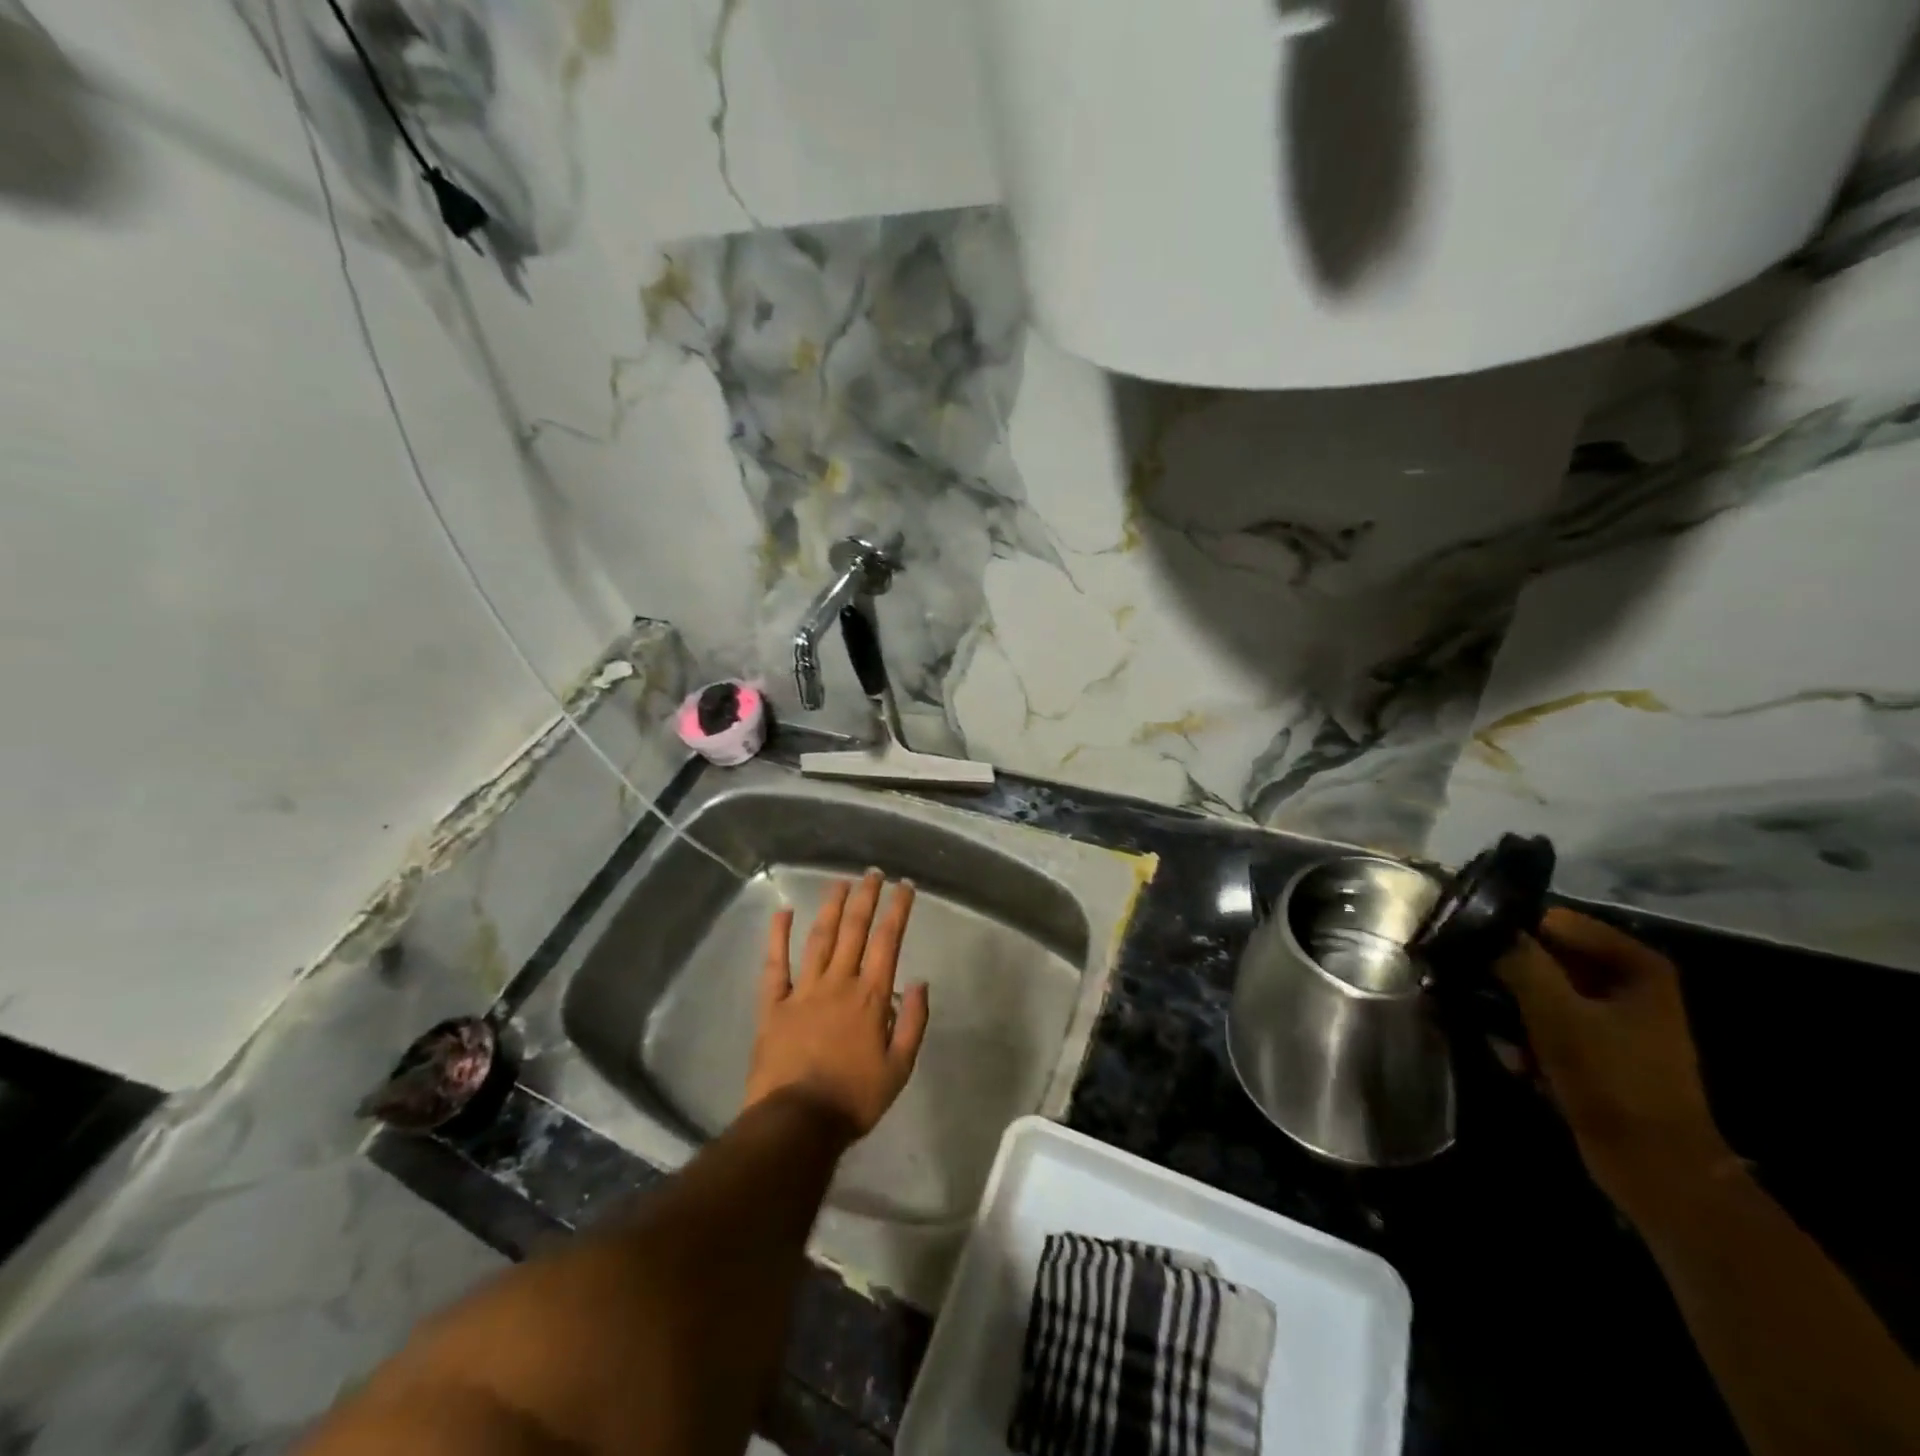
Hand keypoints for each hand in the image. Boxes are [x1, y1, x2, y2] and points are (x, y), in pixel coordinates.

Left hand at [743, 871, 929, 1141]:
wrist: (798, 1123)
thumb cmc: (854, 1098)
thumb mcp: (900, 1068)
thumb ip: (914, 1022)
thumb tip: (921, 981)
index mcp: (871, 997)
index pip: (888, 941)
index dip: (898, 910)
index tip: (904, 886)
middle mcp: (838, 983)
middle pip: (854, 930)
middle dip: (866, 898)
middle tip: (873, 873)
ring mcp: (803, 990)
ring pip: (819, 938)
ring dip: (831, 907)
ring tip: (841, 883)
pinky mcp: (773, 1005)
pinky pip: (775, 964)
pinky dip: (778, 936)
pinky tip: (783, 912)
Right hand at [1496, 908, 1733, 1228]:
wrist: (1654, 1168)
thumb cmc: (1612, 1081)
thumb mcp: (1558, 1014)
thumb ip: (1520, 961)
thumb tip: (1481, 925)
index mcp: (1634, 963)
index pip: (1551, 920)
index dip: (1509, 931)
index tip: (1469, 948)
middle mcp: (1626, 980)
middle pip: (1544, 955)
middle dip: (1507, 976)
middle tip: (1473, 991)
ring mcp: (1614, 1015)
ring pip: (1539, 989)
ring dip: (1511, 1010)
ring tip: (1496, 1034)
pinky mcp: (1598, 1045)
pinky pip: (1547, 1021)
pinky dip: (1527, 1036)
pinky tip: (1515, 1059)